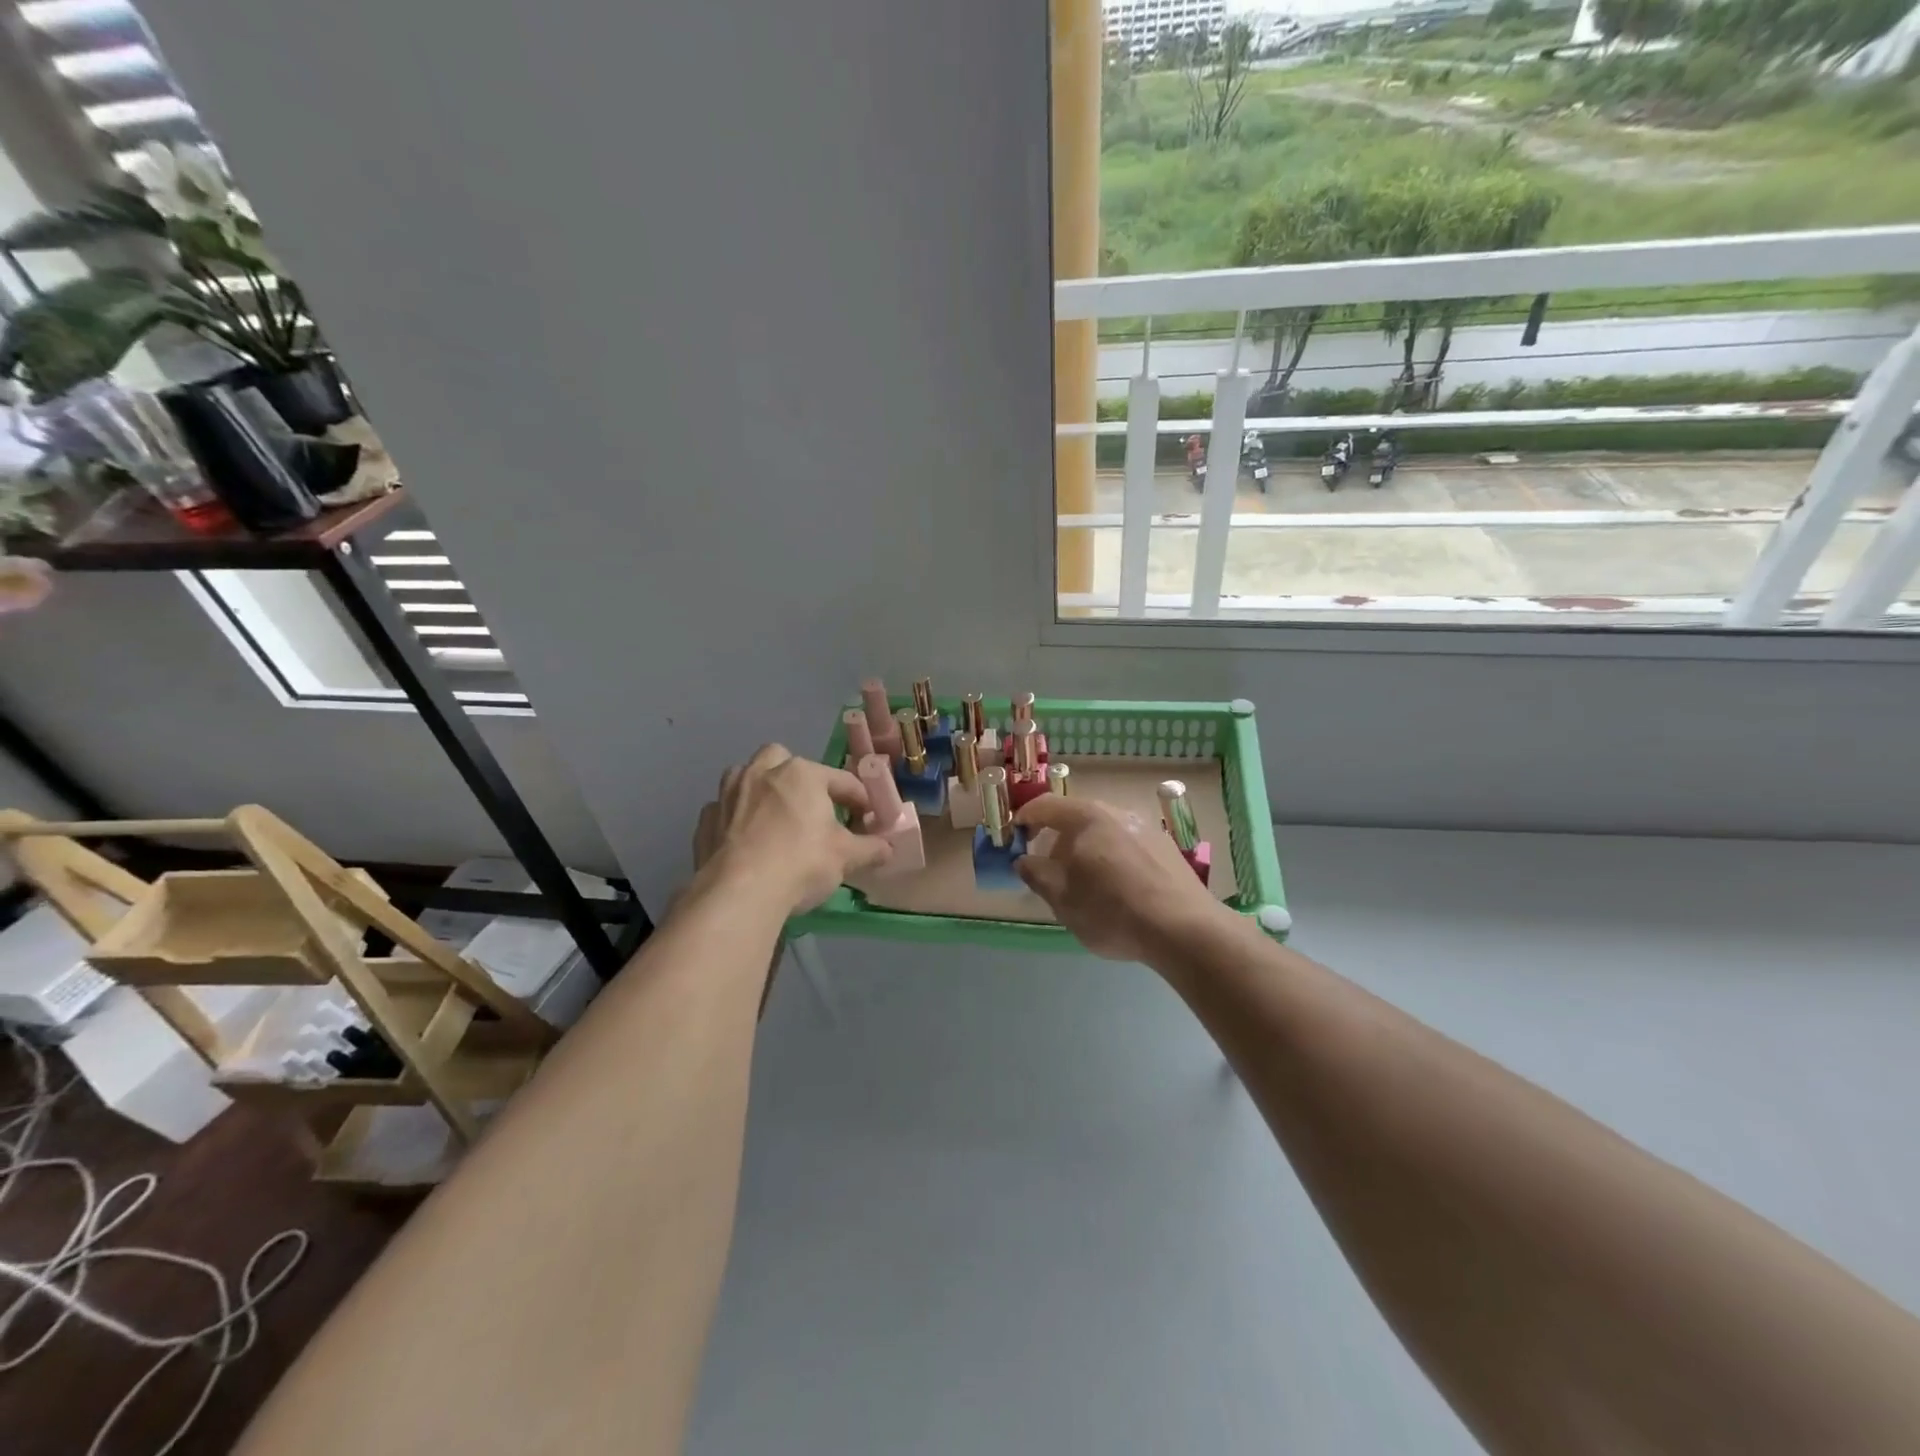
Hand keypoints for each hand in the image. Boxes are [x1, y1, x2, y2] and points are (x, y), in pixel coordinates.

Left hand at [695, 745, 891, 915]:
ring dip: (760, 789)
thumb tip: (887, 848)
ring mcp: (728, 794)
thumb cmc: (801, 863)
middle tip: (810, 806)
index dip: (859, 798)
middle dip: (797, 776)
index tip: (868, 816)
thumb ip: (870, 848)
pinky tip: (745, 841)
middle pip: (782, 759)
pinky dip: (735, 819)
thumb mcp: (846, 857)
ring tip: (773, 817)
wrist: (739, 894)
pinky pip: (724, 810)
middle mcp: (761, 772)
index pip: (841, 780)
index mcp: (801, 774)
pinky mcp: (706, 821)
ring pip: (746, 776)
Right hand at [1014, 796, 1224, 961]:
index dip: (1026, 817)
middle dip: (1058, 840)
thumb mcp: (1062, 899)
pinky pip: (1127, 846)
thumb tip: (1023, 860)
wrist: (1183, 929)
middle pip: (1078, 818)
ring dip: (1087, 850)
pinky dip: (1112, 859)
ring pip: (1105, 833)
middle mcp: (1118, 813)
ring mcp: (1147, 829)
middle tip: (1049, 869)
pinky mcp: (1167, 850)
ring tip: (1084, 883)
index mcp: (1088, 817)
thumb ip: (1037, 874)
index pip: (1047, 806)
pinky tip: (1116, 890)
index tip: (1015, 834)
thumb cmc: (1111, 910)